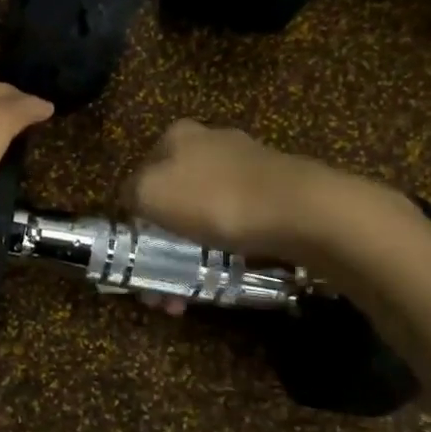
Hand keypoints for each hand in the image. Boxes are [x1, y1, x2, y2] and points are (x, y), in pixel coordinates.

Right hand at [123, 120, 412, 264]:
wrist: (299, 212)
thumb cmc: (214, 200)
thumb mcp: (150, 193)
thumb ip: (130, 192)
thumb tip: (133, 199)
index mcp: (177, 136)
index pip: (139, 176)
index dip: (134, 217)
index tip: (137, 255)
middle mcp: (211, 143)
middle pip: (172, 200)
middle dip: (162, 246)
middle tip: (161, 286)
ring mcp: (246, 167)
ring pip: (202, 216)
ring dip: (189, 257)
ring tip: (187, 295)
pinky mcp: (274, 192)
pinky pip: (235, 225)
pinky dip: (222, 251)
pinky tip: (222, 276)